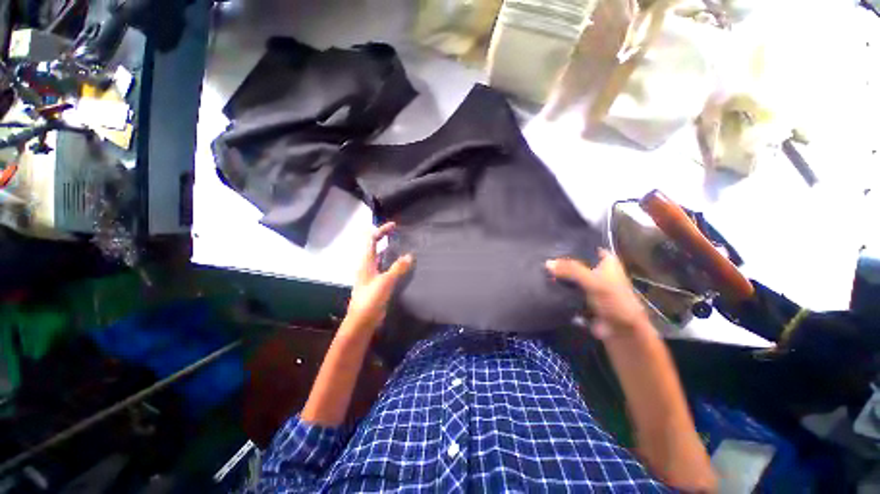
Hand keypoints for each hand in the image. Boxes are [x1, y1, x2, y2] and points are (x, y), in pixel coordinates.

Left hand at [345, 222, 413, 331]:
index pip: (371, 240)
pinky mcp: (377, 284)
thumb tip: (410, 255)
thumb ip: (398, 268)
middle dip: (386, 239)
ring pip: (381, 259)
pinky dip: (393, 264)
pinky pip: (385, 269)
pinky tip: (403, 267)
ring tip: (405, 248)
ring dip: (391, 252)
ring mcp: (371, 276)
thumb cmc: (371, 299)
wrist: (362, 321)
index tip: (394, 226)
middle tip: (401, 236)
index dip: (381, 230)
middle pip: (375, 247)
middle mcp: (367, 266)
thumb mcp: (385, 281)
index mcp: (366, 262)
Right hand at [546, 249, 650, 339]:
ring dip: (559, 275)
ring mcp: (590, 285)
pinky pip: (567, 289)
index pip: (586, 247)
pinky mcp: (582, 298)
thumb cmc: (614, 301)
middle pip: (576, 262)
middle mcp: (598, 270)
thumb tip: (546, 263)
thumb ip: (570, 269)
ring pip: (570, 276)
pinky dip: (559, 287)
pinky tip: (545, 283)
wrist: (621, 331)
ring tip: (540, 268)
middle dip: (561, 261)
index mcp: (607, 261)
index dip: (571, 245)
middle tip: (542, 256)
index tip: (551, 244)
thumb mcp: (592, 281)